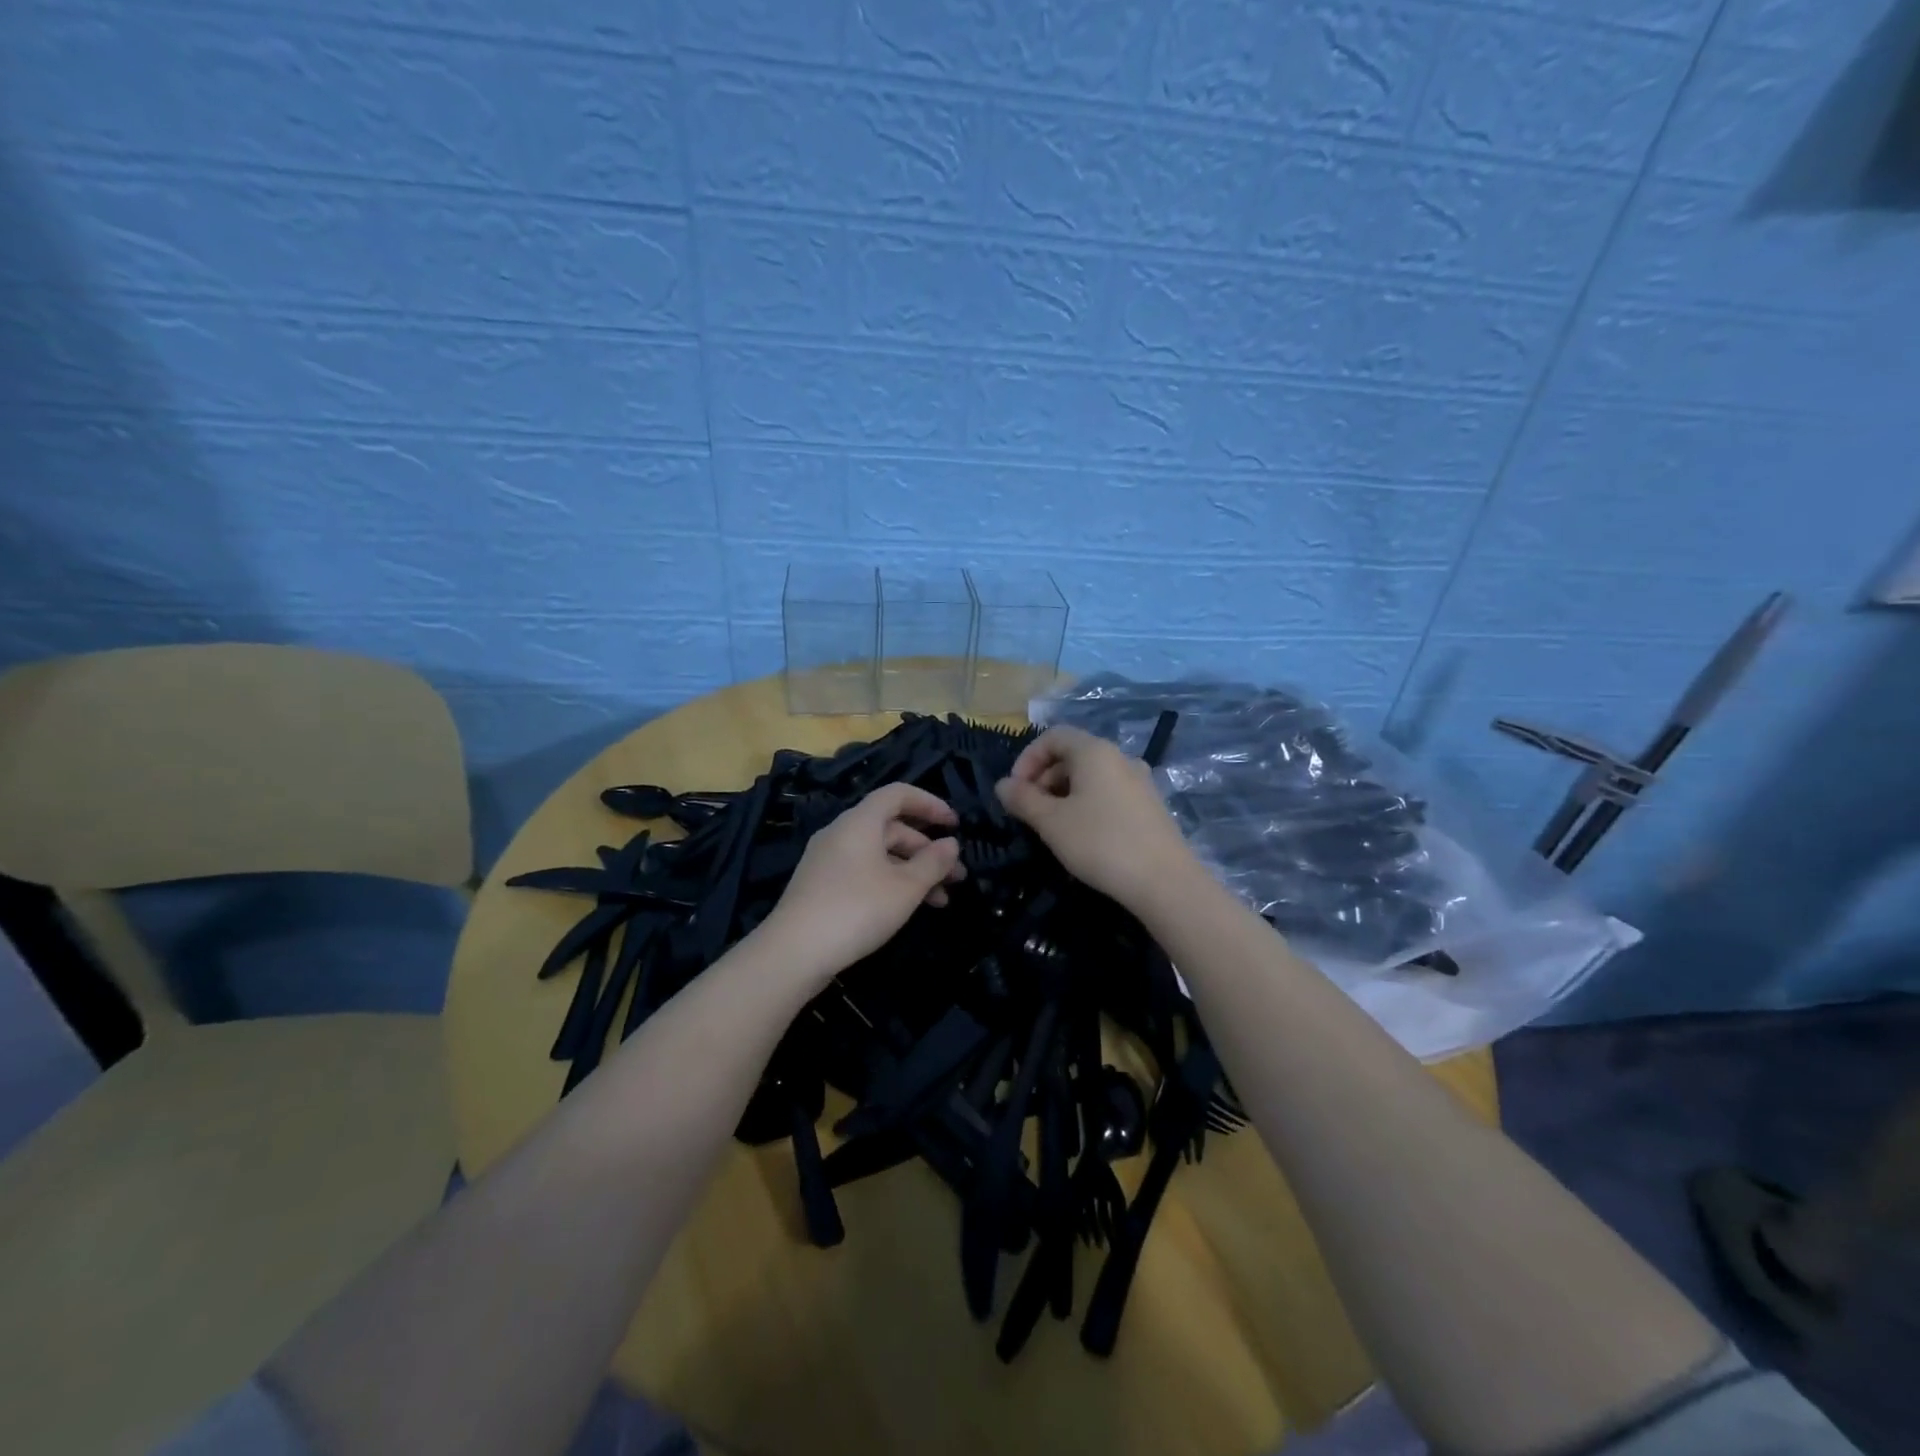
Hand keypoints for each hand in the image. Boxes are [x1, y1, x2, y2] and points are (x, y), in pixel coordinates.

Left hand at [760, 782, 965, 986]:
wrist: (794, 952)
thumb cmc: (857, 909)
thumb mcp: (905, 887)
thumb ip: (933, 862)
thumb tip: (951, 844)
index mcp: (860, 822)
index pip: (898, 794)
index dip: (929, 804)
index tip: (955, 824)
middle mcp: (842, 833)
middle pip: (892, 827)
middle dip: (928, 849)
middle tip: (957, 875)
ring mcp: (828, 860)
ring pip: (880, 855)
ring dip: (913, 872)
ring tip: (942, 900)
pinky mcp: (822, 886)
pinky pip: (865, 872)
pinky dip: (891, 883)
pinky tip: (909, 908)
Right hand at [995, 726, 1195, 907]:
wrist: (1165, 882)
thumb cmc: (1101, 843)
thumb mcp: (1051, 822)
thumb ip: (1023, 799)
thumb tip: (1003, 785)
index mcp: (1095, 751)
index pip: (1053, 736)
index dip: (1027, 758)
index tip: (1015, 790)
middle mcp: (1120, 757)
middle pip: (1072, 754)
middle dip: (1044, 778)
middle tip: (1030, 812)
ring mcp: (1140, 781)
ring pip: (1091, 776)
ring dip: (1064, 793)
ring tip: (1053, 827)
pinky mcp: (1150, 805)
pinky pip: (1109, 792)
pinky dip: (1087, 803)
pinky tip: (1083, 835)